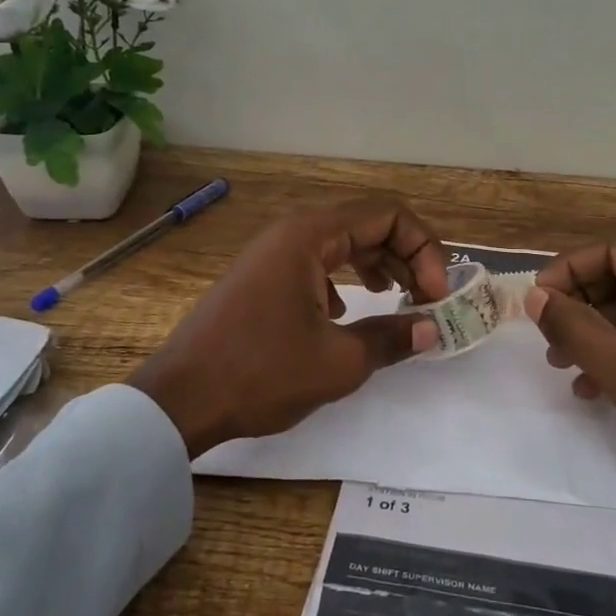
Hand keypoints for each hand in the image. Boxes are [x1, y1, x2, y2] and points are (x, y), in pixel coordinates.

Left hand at [128, 197, 449, 456]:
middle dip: (406, 257)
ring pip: (342, 245)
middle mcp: (292, 233)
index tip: (435, 295)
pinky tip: (347, 315)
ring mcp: (272, 255)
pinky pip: (316, 264)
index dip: (423, 249)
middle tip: (427, 299)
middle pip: (366, 225)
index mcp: (310, 235)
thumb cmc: (260, 372)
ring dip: (378, 267)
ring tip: (398, 300)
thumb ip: (392, 338)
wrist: (180, 400)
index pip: (387, 215)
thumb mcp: (338, 362)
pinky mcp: (262, 279)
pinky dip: (344, 280)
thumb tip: (431, 329)